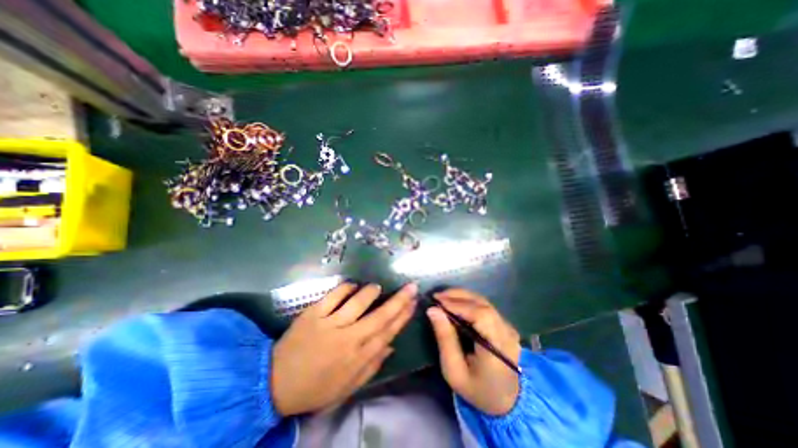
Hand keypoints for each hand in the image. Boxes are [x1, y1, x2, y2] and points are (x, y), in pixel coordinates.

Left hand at [272, 284, 417, 415]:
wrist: (275, 384)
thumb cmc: (316, 387)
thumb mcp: (348, 387)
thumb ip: (372, 366)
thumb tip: (391, 344)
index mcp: (358, 357)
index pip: (388, 331)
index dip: (403, 316)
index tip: (414, 303)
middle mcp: (348, 338)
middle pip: (380, 315)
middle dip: (399, 300)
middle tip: (411, 286)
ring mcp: (330, 323)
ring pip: (358, 302)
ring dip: (371, 292)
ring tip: (378, 287)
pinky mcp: (314, 314)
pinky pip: (334, 295)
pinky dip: (346, 287)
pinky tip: (353, 285)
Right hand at [427, 289, 520, 414]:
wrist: (506, 402)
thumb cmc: (477, 389)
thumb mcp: (454, 371)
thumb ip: (445, 339)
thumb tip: (433, 310)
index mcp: (498, 347)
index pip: (480, 315)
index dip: (458, 304)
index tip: (437, 301)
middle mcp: (506, 332)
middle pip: (482, 304)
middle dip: (457, 296)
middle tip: (437, 296)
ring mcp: (508, 327)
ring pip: (484, 302)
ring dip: (462, 296)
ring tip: (443, 298)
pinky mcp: (504, 324)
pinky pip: (485, 306)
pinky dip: (468, 301)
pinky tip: (455, 303)